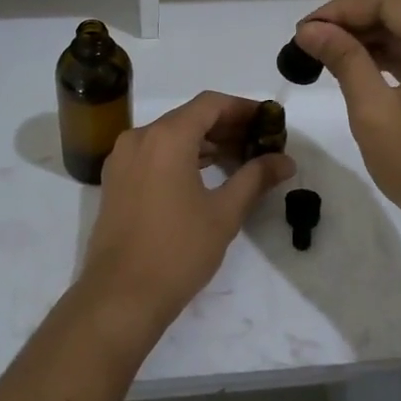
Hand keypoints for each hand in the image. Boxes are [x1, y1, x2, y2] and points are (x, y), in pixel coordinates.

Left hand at [77, 92, 295, 335]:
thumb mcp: (224, 213)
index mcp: (166, 137)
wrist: (120, 296)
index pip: (210, 104)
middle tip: (259, 143)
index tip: (269, 122)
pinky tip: (204, 175)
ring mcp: (122, 158)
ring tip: (238, 160)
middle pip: (189, 117)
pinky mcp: (115, 180)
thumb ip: (255, 178)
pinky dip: (180, 155)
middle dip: (226, 126)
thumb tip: (285, 161)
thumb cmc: (177, 250)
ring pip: (169, 135)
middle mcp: (139, 137)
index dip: (243, 108)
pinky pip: (153, 153)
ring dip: (203, 142)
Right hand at [295, 0, 400, 257]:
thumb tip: (310, 29)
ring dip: (371, 38)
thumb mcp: (374, 112)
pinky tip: (358, 65)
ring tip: (326, 51)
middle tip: (310, 39)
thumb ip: (344, 60)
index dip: (344, 8)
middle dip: (355, 20)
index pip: (393, 1)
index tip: (305, 28)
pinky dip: (392, 57)